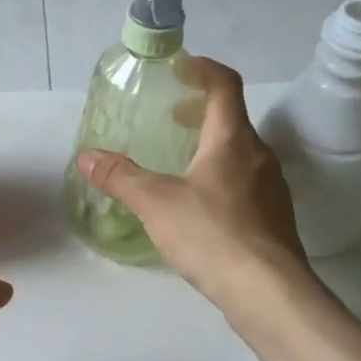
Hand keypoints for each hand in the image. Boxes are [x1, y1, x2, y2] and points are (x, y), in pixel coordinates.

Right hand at [75, 57, 313, 311]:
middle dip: (200, 110)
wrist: (269, 294)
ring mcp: (271, 188)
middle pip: (232, 118)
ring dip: (210, 144)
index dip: (202, 69)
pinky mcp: (274, 218)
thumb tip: (86, 155)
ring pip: (240, 152)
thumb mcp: (156, 203)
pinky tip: (198, 203)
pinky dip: (220, 174)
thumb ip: (120, 177)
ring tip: (179, 160)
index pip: (225, 85)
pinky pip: (245, 181)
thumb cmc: (213, 235)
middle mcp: (259, 156)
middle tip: (170, 115)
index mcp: (233, 140)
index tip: (179, 67)